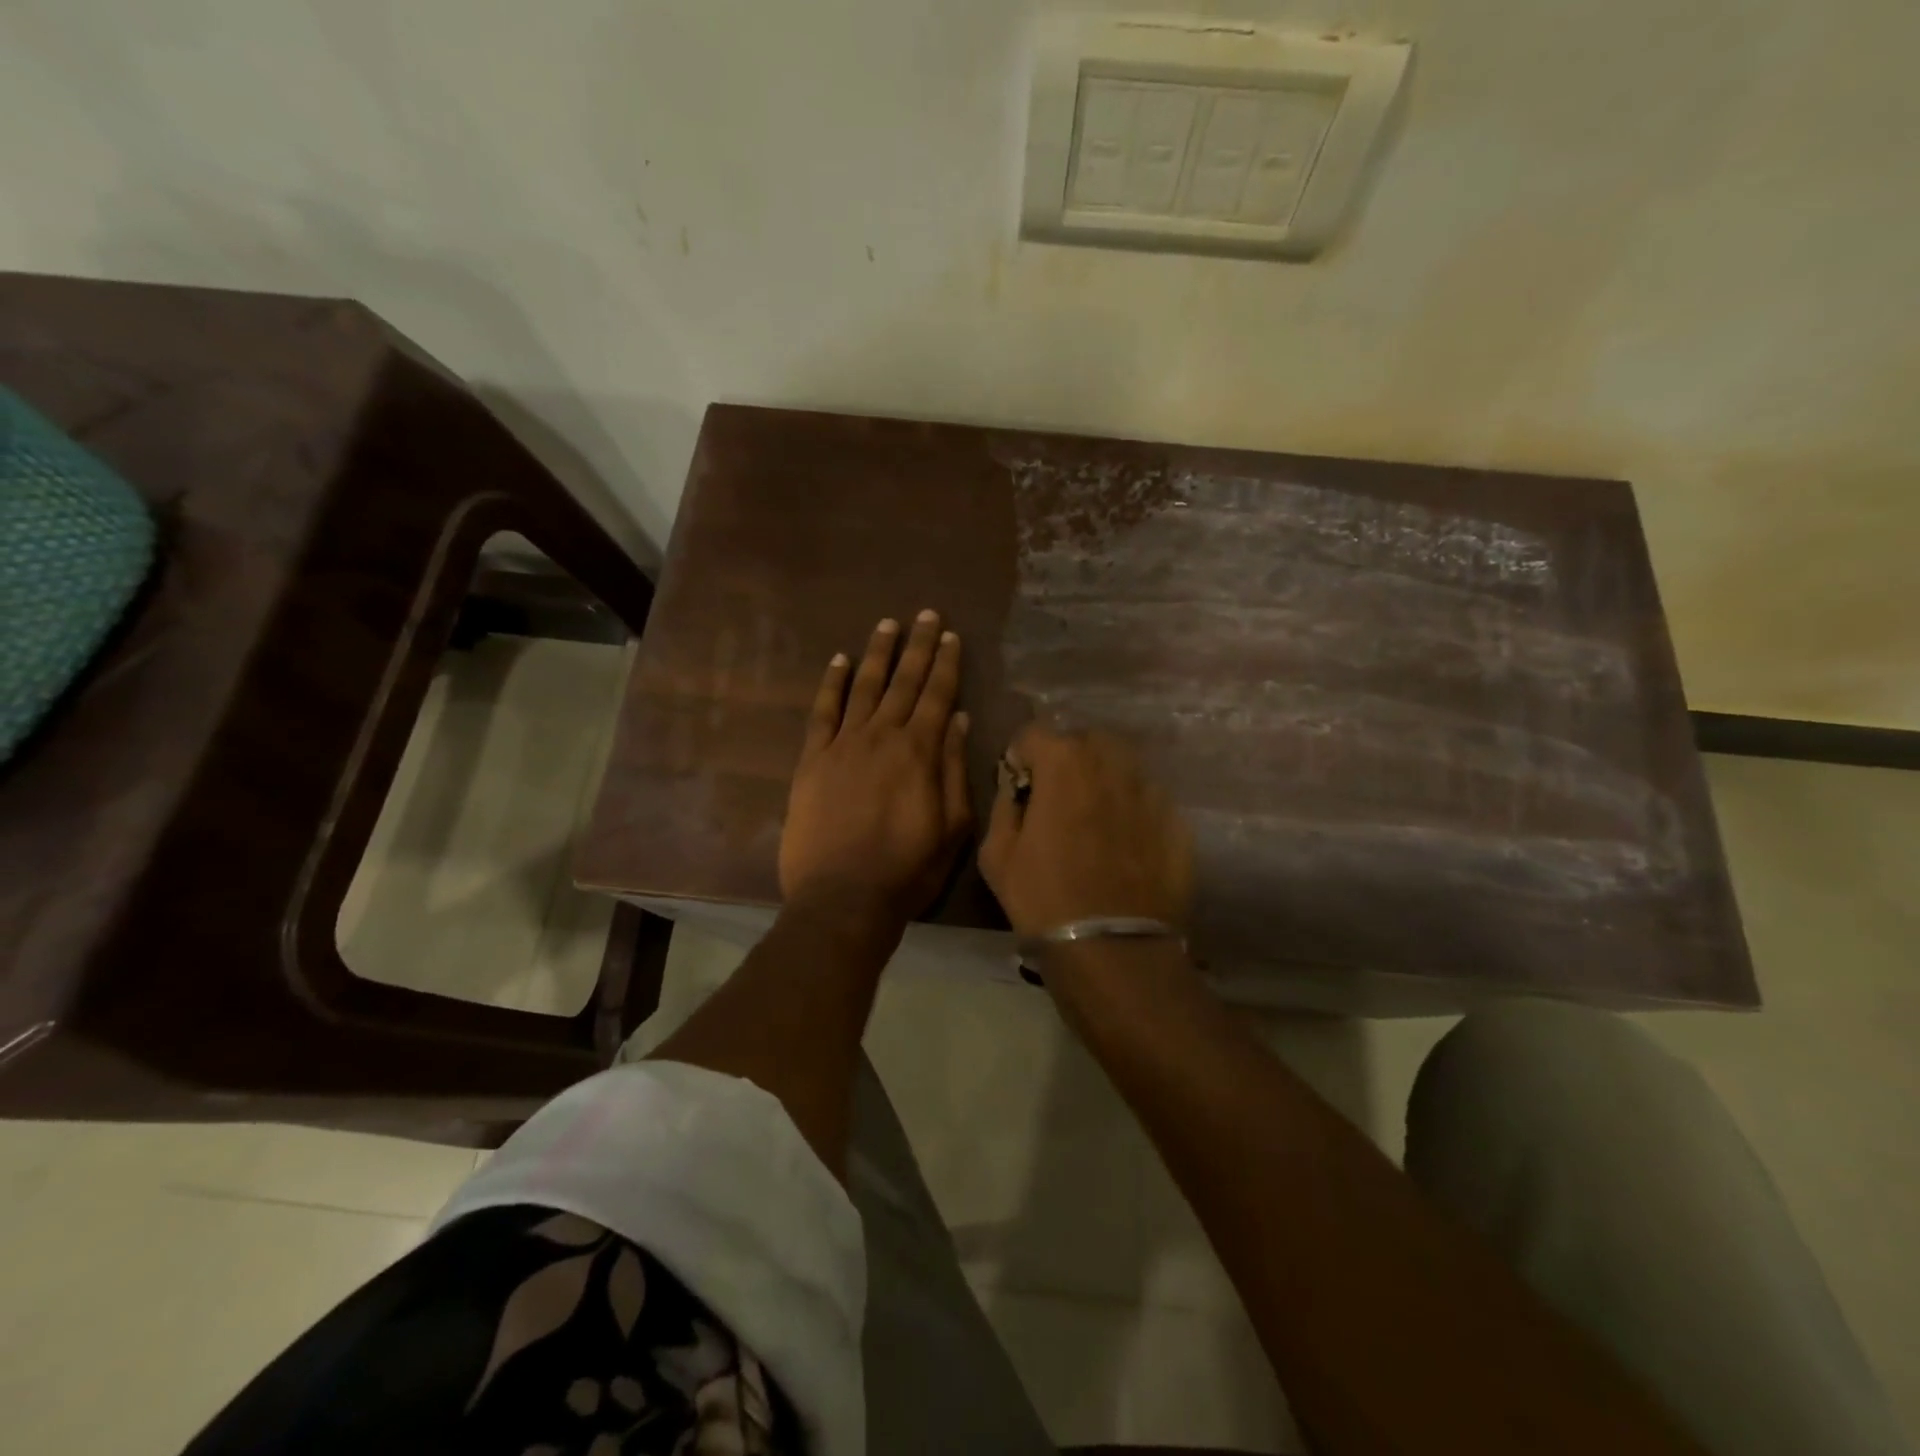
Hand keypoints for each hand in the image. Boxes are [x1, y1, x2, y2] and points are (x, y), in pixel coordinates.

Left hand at [779, 610, 971, 927]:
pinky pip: (823, 711)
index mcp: (920, 751)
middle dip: (917, 646)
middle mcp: (882, 736)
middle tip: (926, 614)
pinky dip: (832, 683)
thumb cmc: (907, 869)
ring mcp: (843, 744)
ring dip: (877, 653)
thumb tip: (957, 719)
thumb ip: (954, 768)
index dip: (945, 664)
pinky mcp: (812, 759)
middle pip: (903, 681)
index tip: (951, 635)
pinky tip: (840, 661)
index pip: (936, 695)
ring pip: (864, 687)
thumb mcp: (952, 826)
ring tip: (888, 625)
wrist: (842, 897)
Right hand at [979, 725, 1193, 936]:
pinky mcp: (1177, 820)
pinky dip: (1131, 810)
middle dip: (1066, 762)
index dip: (1022, 757)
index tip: (1021, 787)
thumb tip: (1015, 787)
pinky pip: (1147, 799)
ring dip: (1102, 781)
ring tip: (1094, 820)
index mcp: (1064, 762)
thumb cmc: (1043, 899)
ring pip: (1120, 767)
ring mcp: (1150, 790)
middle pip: (1084, 742)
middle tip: (1058, 800)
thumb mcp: (996, 854)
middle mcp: (1111, 762)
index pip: (1034, 733)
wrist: (1113, 949)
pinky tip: (1124, 846)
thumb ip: (1004, 805)